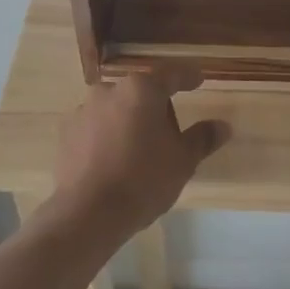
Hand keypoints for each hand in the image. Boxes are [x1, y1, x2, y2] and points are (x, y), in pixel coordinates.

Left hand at [52, 70, 226, 236]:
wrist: (88, 213)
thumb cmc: (143, 180)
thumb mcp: (182, 161)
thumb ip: (202, 138)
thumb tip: (223, 126)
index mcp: (142, 90)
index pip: (171, 75)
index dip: (187, 77)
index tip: (198, 79)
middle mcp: (110, 90)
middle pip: (141, 92)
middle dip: (156, 108)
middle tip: (169, 136)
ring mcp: (84, 110)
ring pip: (116, 109)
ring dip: (129, 122)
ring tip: (138, 154)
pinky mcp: (66, 132)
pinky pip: (95, 127)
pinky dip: (107, 137)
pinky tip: (113, 163)